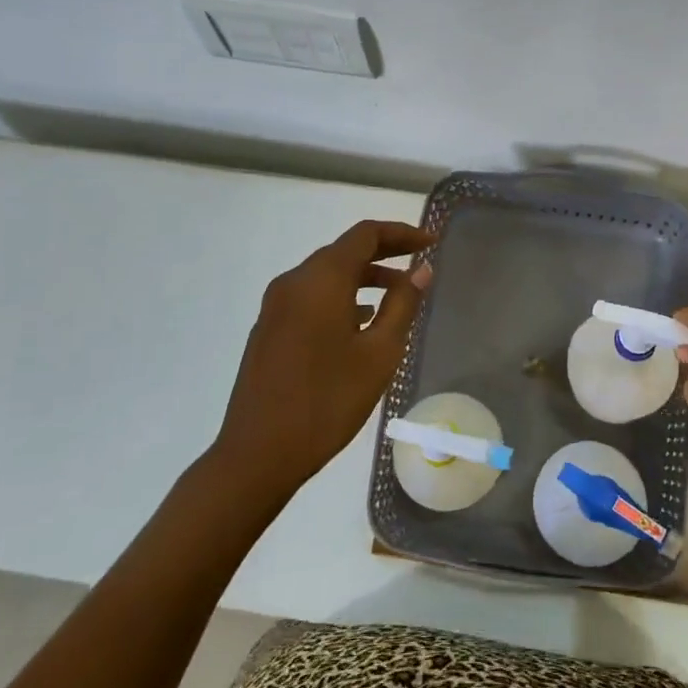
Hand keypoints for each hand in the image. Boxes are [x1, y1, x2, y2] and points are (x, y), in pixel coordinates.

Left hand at [212, 220, 434, 498]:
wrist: (258, 454)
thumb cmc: (327, 402)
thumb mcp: (379, 354)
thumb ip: (402, 305)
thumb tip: (421, 270)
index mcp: (321, 280)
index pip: (365, 235)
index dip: (400, 233)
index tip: (430, 242)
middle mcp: (293, 282)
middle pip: (343, 251)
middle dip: (383, 253)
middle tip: (420, 262)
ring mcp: (275, 306)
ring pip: (326, 275)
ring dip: (363, 277)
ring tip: (399, 295)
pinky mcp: (269, 329)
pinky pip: (311, 297)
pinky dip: (341, 296)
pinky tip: (362, 321)